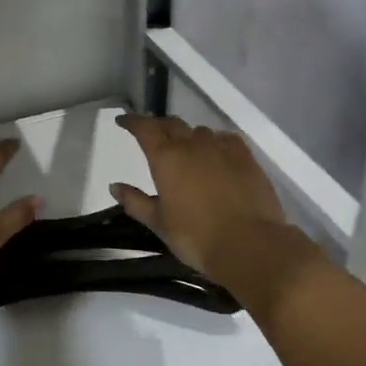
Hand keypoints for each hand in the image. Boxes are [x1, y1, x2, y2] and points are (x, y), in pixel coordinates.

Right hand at [110, 114, 319, 304]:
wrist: (250, 245)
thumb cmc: (196, 237)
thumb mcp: (159, 223)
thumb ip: (136, 202)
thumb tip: (115, 186)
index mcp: (166, 157)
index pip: (145, 128)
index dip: (132, 122)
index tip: (123, 121)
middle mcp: (193, 144)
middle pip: (172, 124)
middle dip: (158, 126)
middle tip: (151, 134)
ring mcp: (222, 148)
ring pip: (199, 131)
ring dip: (187, 135)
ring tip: (184, 148)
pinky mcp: (246, 157)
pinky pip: (225, 139)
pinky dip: (214, 141)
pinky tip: (215, 152)